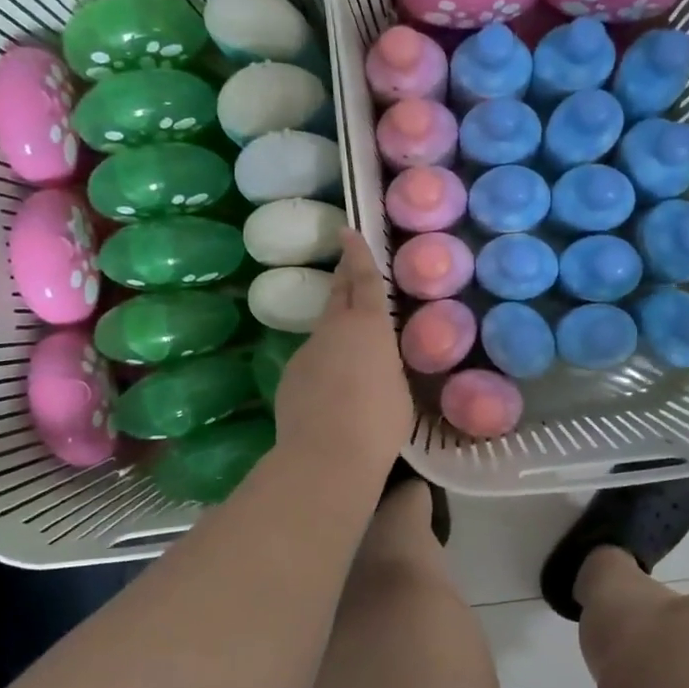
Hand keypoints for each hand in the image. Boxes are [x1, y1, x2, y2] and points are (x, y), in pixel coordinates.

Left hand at [273, 230, 411, 481]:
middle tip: (346, 263)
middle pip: (338, 293)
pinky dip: (324, 364)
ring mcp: (306, 352)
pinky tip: (333, 389)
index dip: (358, 254)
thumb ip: (387, 366)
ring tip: (351, 350)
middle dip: (343, 275)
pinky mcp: (290, 376)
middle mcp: (333, 329)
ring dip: (336, 329)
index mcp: (369, 326)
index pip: (365, 280)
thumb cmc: (378, 421)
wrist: (326, 456)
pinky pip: (312, 360)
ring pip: (323, 331)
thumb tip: (376, 365)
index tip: (348, 231)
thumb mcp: (399, 390)